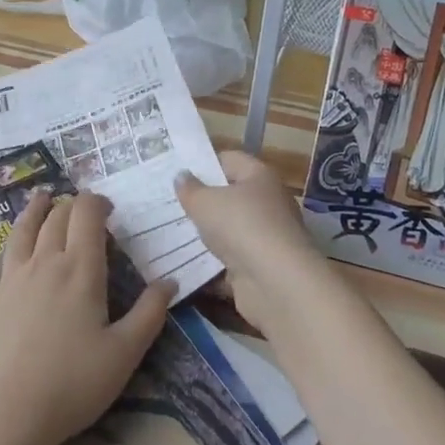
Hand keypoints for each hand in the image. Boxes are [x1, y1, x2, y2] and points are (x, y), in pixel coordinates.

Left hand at [0, 189, 175, 444]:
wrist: (8, 415)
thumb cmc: (73, 384)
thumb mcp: (125, 352)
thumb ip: (150, 313)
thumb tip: (171, 280)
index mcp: (80, 270)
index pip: (87, 217)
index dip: (96, 203)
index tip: (108, 206)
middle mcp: (44, 263)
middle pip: (56, 221)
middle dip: (70, 206)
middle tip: (80, 206)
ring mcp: (9, 281)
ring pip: (21, 234)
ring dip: (31, 211)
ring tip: (39, 196)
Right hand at [174, 151, 336, 339]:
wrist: (276, 284)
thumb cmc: (241, 227)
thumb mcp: (205, 202)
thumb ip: (190, 189)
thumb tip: (181, 176)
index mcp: (260, 177)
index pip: (229, 160)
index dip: (203, 163)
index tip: (176, 172)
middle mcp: (268, 203)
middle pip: (230, 196)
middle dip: (201, 201)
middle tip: (167, 203)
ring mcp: (266, 237)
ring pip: (229, 230)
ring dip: (205, 234)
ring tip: (170, 232)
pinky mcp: (261, 267)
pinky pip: (230, 260)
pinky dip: (212, 263)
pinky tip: (185, 262)